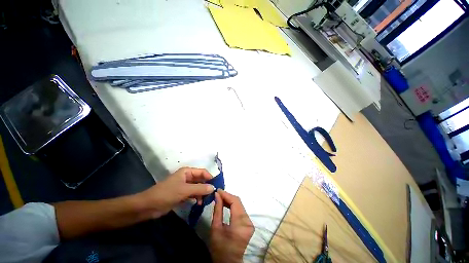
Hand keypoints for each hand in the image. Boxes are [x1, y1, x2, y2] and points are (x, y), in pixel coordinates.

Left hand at [136, 167, 214, 218]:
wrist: (148, 206)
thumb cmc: (167, 194)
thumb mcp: (184, 190)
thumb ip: (200, 188)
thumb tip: (213, 187)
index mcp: (187, 172)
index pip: (202, 172)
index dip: (210, 177)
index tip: (217, 185)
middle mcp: (187, 177)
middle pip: (201, 180)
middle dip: (207, 186)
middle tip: (213, 195)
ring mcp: (184, 186)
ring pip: (198, 187)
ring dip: (202, 193)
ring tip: (207, 201)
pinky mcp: (182, 194)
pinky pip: (193, 194)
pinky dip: (197, 198)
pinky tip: (199, 204)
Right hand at [210, 189, 253, 262]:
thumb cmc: (220, 249)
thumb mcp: (216, 229)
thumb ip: (217, 210)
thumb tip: (217, 195)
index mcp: (241, 223)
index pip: (235, 202)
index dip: (226, 194)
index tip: (218, 190)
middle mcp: (248, 221)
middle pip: (238, 202)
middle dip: (228, 196)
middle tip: (218, 194)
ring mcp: (250, 222)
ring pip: (240, 205)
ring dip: (230, 200)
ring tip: (220, 198)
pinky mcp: (248, 223)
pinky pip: (241, 210)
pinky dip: (233, 206)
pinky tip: (226, 204)